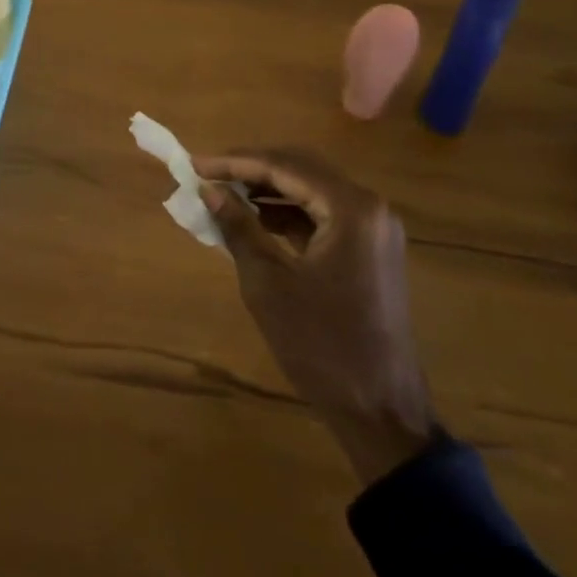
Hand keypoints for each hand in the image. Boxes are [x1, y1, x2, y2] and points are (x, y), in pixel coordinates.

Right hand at [196, 151, 436, 486]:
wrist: (381, 413)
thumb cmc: (321, 346)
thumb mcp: (268, 284)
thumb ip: (238, 228)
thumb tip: (209, 189)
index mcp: (351, 209)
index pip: (284, 166)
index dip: (235, 162)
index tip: (194, 164)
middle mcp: (369, 208)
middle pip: (301, 168)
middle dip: (251, 168)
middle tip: (208, 173)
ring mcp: (374, 229)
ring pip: (312, 189)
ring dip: (268, 188)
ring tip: (224, 194)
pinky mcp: (371, 250)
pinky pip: (323, 215)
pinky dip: (288, 213)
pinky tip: (256, 220)